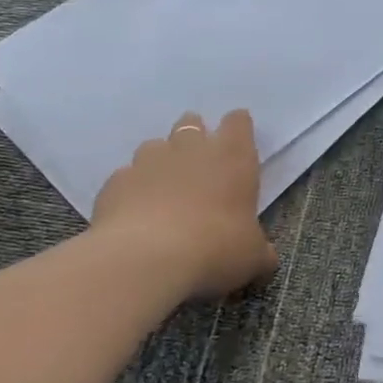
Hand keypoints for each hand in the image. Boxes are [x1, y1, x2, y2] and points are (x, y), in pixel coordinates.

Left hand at [92, 110, 278, 301]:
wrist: (144, 260)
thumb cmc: (214, 248)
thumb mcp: (251, 257)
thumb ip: (259, 251)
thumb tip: (266, 259)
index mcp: (233, 157)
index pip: (238, 122)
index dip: (238, 129)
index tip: (238, 145)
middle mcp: (191, 148)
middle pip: (192, 124)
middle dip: (195, 137)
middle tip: (199, 166)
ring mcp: (149, 161)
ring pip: (155, 146)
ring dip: (161, 161)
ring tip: (163, 190)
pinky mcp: (115, 182)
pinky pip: (125, 177)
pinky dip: (131, 190)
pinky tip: (133, 214)